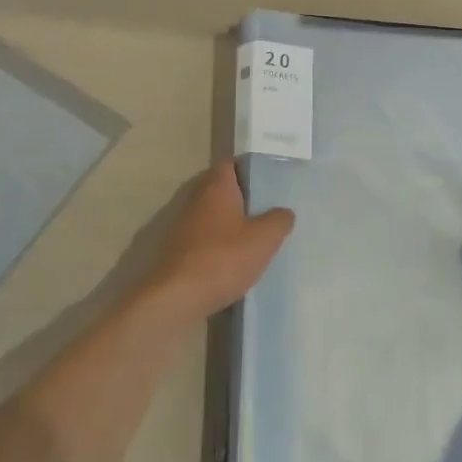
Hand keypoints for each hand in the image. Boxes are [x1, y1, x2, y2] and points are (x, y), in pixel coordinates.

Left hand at [145, 163, 294, 320]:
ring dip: (230, 223)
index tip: (267, 179)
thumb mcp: (264, 239)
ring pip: (212, 216)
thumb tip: (284, 212)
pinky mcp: (178, 251)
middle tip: (267, 208)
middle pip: (221, 190)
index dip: (248, 167)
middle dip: (242, 197)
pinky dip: (218, 244)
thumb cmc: (224, 258)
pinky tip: (233, 261)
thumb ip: (278, 221)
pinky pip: (204, 239)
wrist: (177, 297)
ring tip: (254, 236)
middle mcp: (197, 200)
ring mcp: (184, 226)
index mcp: (217, 188)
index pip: (231, 164)